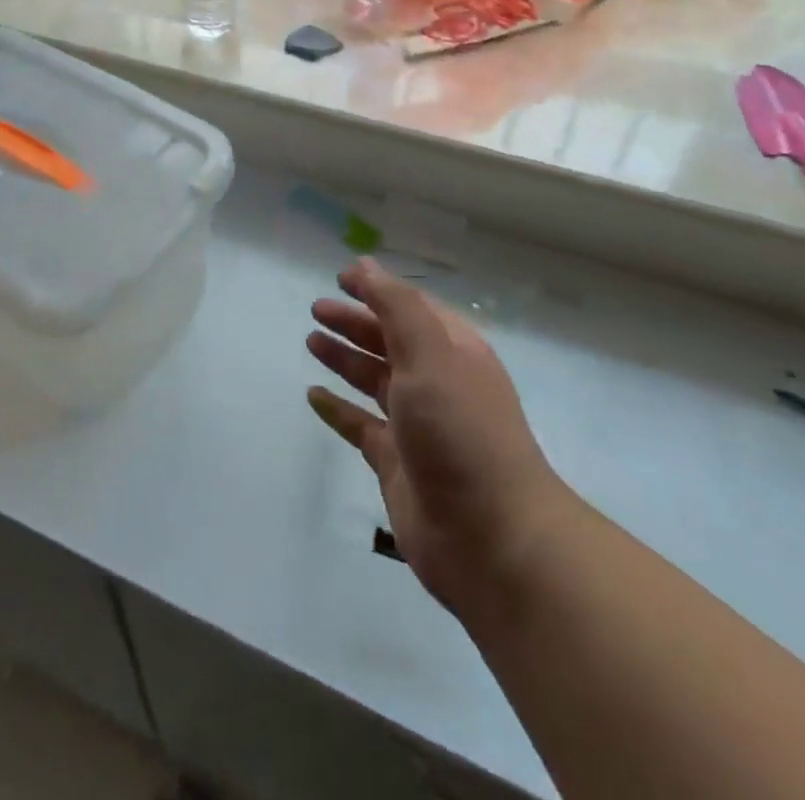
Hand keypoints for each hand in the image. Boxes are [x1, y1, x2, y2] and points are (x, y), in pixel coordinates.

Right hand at [306, 259, 575, 619]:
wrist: (493, 539)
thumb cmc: (462, 431)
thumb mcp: (430, 354)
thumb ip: (396, 306)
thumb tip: (364, 265)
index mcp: (454, 352)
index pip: (411, 307)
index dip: (377, 289)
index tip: (340, 277)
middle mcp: (436, 383)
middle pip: (389, 341)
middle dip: (355, 322)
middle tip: (316, 309)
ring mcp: (416, 425)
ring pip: (373, 380)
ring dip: (345, 358)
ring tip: (311, 341)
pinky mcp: (396, 463)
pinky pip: (360, 425)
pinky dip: (338, 409)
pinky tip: (313, 396)